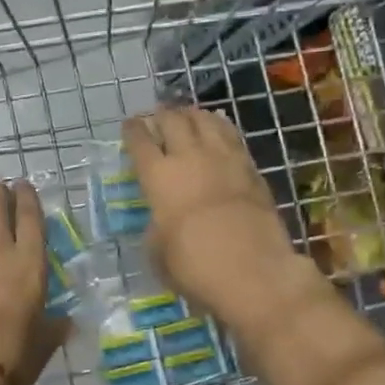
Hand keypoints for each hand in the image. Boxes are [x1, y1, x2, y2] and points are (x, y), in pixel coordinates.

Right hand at [122, 107, 306, 327]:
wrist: (254, 271)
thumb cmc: (194, 266)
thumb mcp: (157, 251)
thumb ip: (156, 226)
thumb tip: (161, 218)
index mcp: (158, 177)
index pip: (140, 141)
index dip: (133, 130)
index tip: (130, 125)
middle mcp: (189, 157)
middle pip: (173, 120)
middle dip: (161, 115)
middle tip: (157, 117)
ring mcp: (224, 158)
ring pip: (205, 120)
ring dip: (192, 114)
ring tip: (187, 115)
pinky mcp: (251, 167)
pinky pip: (232, 135)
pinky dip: (220, 125)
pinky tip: (218, 126)